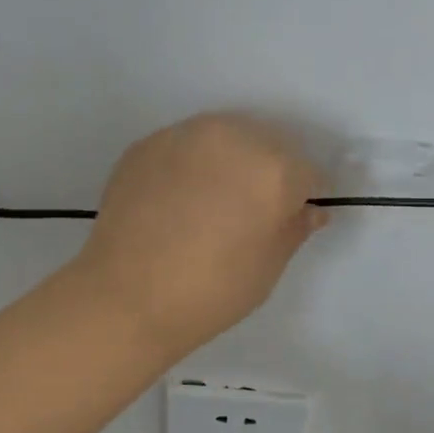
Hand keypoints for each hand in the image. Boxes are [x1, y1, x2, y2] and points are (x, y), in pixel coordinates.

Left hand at [74, 113, 328, 352]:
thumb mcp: (268, 268)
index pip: (308, 173)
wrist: (126, 297)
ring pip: (224, 138)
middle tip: (247, 212)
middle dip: (266, 172)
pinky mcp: (147, 144)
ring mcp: (184, 135)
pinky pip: (184, 147)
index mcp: (275, 169)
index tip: (287, 220)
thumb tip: (308, 210)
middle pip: (267, 144)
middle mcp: (233, 137)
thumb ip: (293, 229)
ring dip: (227, 161)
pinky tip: (174, 201)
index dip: (301, 199)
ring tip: (209, 202)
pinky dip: (189, 166)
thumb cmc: (210, 291)